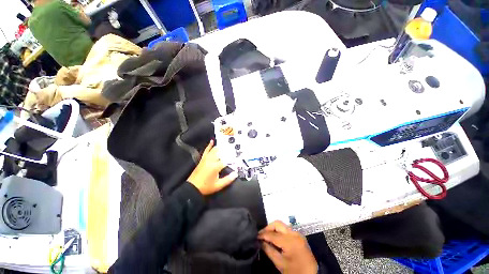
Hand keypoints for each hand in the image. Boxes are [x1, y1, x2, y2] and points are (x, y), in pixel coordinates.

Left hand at [187, 140, 237, 194]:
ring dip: (220, 148)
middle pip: (221, 153)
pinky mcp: (202, 159)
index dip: (233, 160)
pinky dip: (209, 146)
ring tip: (226, 145)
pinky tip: (212, 142)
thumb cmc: (206, 187)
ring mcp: (206, 159)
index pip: (227, 160)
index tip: (237, 160)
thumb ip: (228, 179)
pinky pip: (206, 150)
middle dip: (227, 151)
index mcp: (216, 166)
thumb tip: (236, 174)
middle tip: (233, 150)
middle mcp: (211, 160)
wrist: (192, 188)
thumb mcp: (218, 185)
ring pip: (214, 150)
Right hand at [258, 221, 317, 273]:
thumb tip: (260, 242)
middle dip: (268, 227)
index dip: (263, 234)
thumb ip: (269, 250)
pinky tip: (276, 238)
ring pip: (282, 225)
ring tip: (268, 236)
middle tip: (262, 234)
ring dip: (274, 229)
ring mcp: (297, 234)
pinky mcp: (299, 236)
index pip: (272, 234)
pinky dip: (280, 231)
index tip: (256, 236)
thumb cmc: (295, 271)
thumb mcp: (280, 264)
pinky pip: (287, 229)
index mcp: (289, 241)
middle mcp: (294, 233)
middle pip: (278, 223)